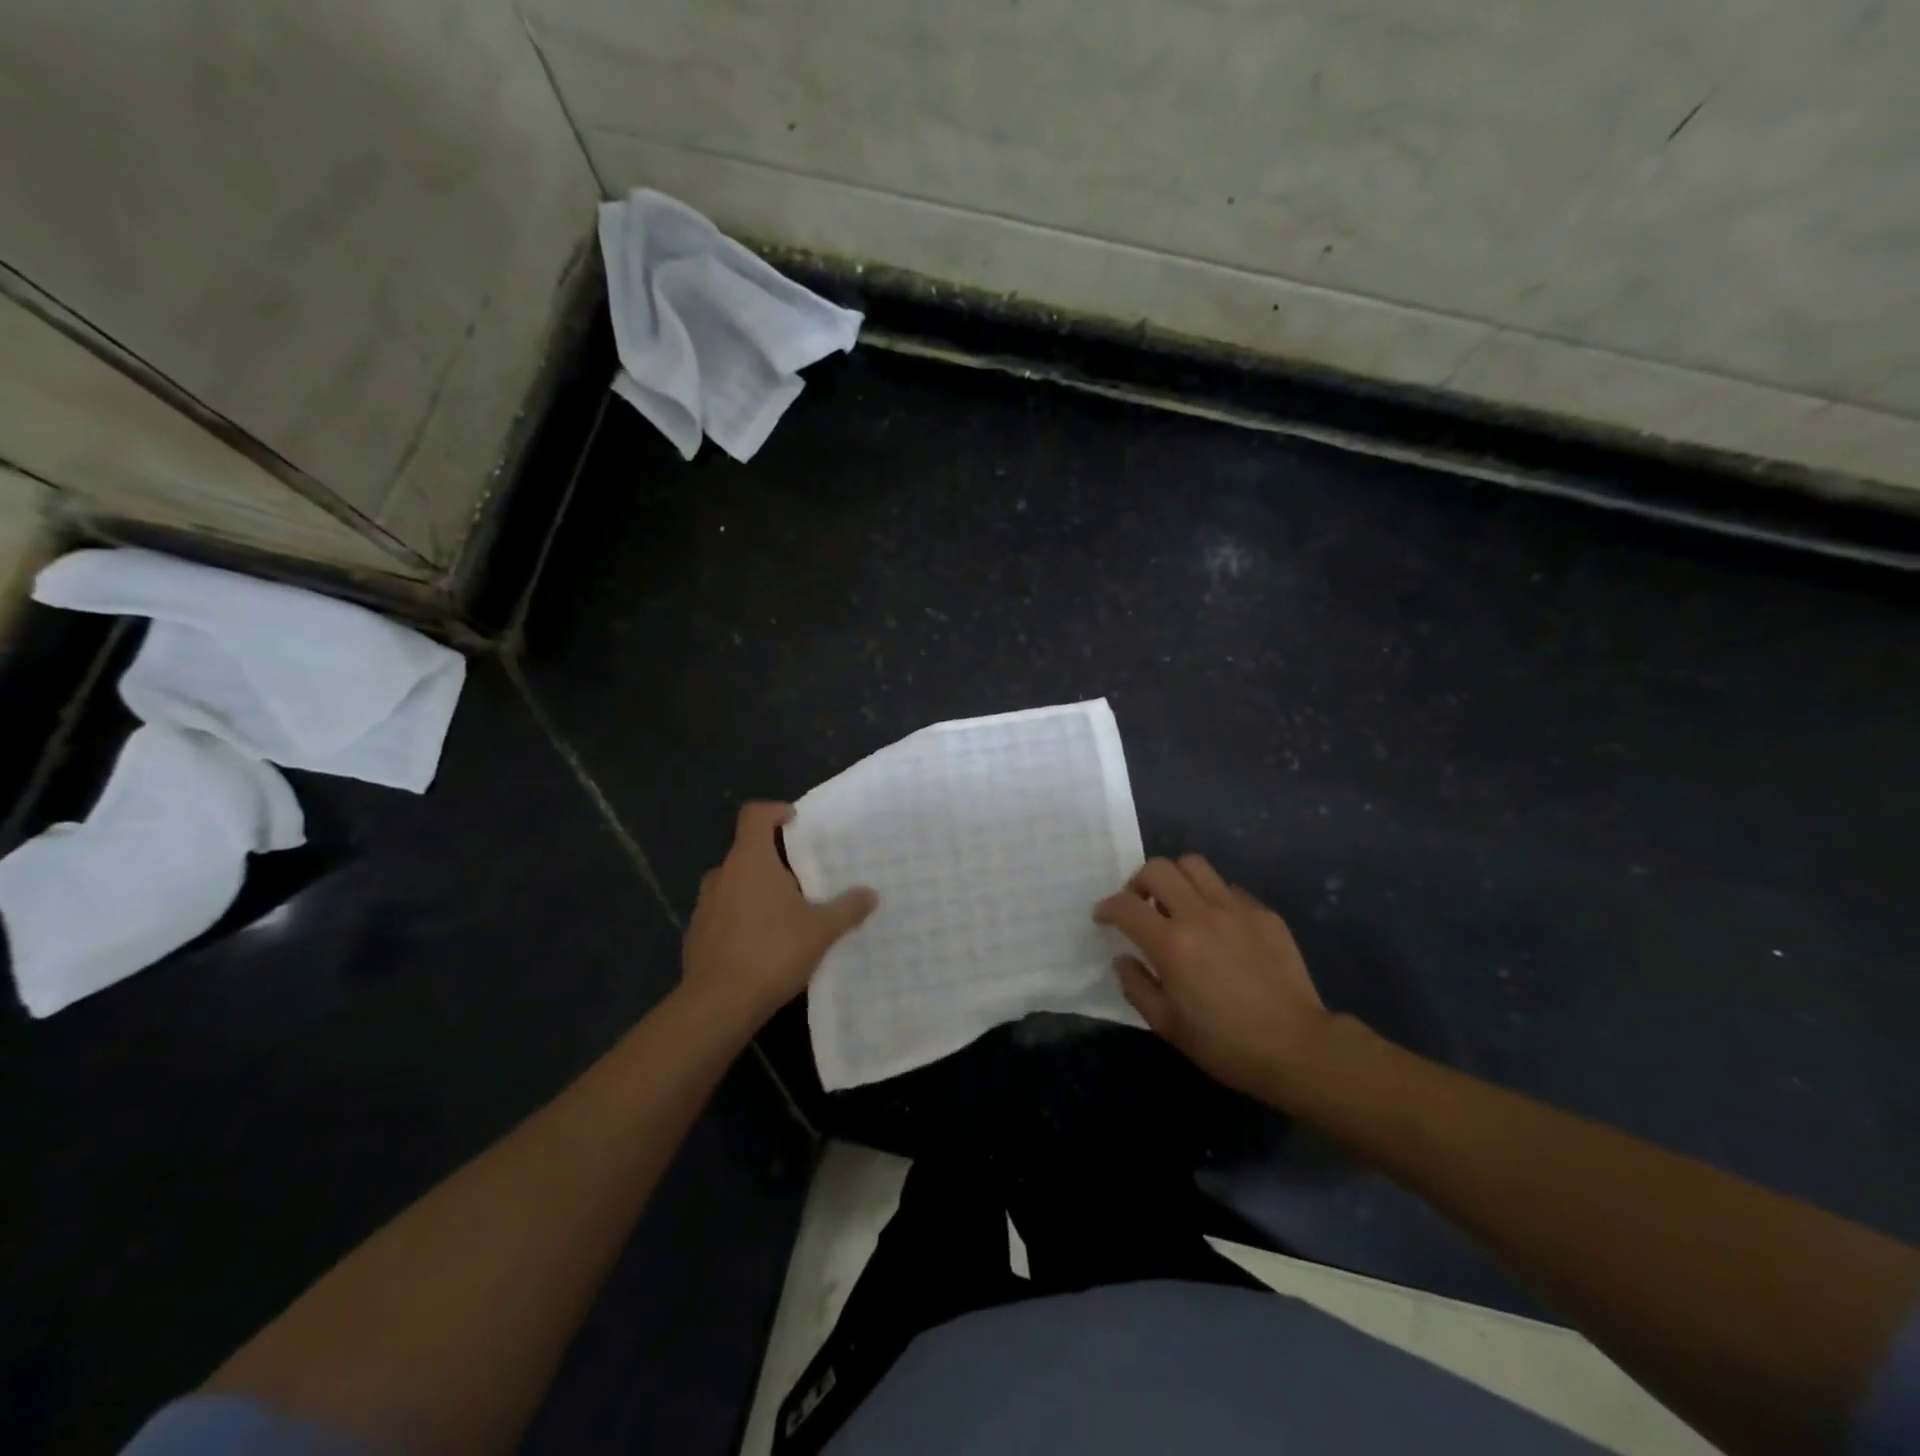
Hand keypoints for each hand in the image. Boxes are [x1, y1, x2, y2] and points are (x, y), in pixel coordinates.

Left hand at [681, 803, 877, 1031]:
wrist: (718, 1004)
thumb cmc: (773, 952)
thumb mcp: (821, 930)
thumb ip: (847, 908)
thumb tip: (871, 894)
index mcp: (750, 861)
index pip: (754, 815)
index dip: (774, 811)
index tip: (794, 822)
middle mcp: (722, 875)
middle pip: (746, 852)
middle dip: (773, 861)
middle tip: (802, 880)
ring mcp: (704, 906)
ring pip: (733, 885)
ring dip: (755, 892)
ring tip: (784, 915)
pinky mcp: (696, 936)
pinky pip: (722, 915)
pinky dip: (740, 920)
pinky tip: (761, 946)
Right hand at [1094, 855, 1330, 1101]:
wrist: (1297, 1048)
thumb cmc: (1225, 1044)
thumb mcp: (1167, 1025)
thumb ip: (1136, 986)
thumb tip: (1124, 958)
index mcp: (1171, 944)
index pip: (1126, 906)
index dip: (1107, 907)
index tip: (1103, 917)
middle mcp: (1200, 915)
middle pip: (1158, 869)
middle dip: (1138, 882)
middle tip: (1140, 905)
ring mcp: (1236, 909)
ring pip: (1194, 865)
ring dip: (1176, 879)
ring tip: (1177, 904)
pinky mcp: (1263, 913)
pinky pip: (1228, 888)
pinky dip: (1212, 898)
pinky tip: (1218, 926)